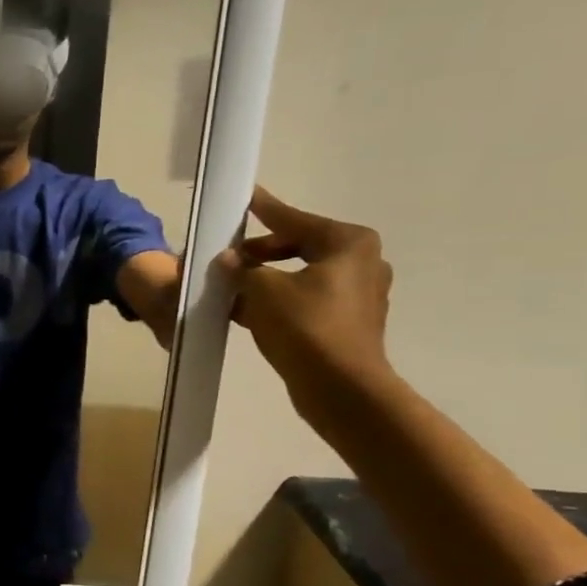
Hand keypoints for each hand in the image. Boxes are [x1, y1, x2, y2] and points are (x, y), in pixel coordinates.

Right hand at [216, 188, 395, 417]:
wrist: (340, 388)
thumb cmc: (306, 327)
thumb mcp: (263, 291)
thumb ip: (242, 270)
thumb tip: (227, 259)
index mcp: (348, 243)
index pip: (295, 220)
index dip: (265, 210)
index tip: (245, 197)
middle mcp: (360, 262)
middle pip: (298, 247)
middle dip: (259, 254)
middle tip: (226, 257)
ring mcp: (358, 295)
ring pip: (299, 276)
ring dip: (264, 280)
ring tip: (229, 285)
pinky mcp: (348, 322)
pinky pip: (304, 300)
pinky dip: (277, 301)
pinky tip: (245, 310)